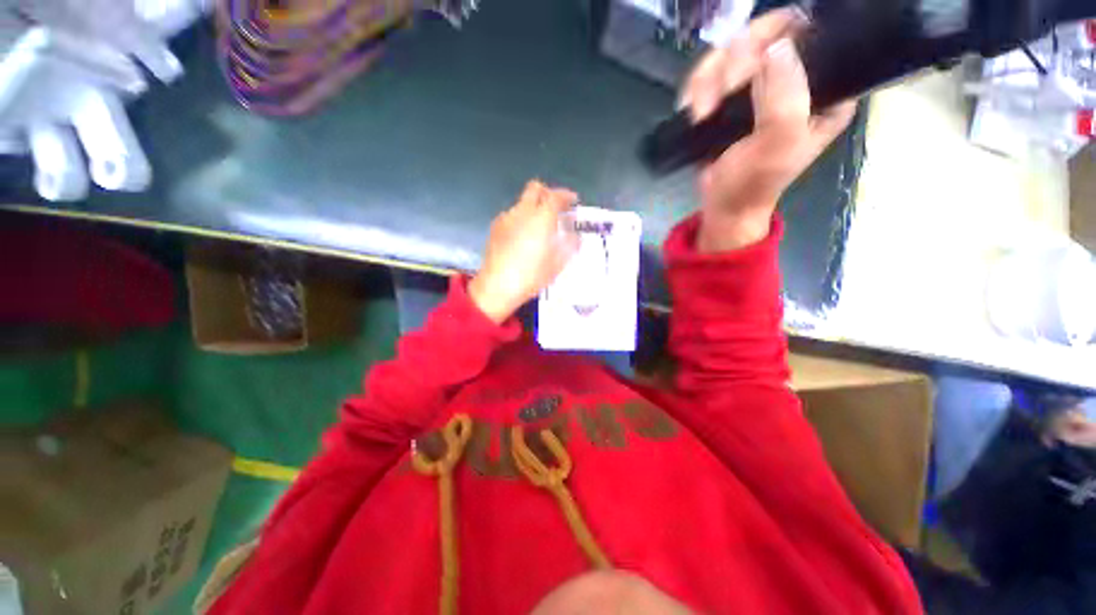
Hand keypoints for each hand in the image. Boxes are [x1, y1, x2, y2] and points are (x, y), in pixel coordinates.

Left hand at [469, 180, 579, 322]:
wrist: (497, 286)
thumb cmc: (531, 276)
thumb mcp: (557, 264)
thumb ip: (569, 245)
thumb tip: (575, 236)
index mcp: (541, 218)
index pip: (556, 196)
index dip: (566, 196)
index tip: (573, 201)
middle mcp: (523, 211)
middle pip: (535, 188)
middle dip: (548, 193)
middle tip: (555, 207)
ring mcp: (506, 218)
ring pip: (522, 202)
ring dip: (533, 208)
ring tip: (539, 227)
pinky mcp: (495, 227)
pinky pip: (511, 215)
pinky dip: (521, 219)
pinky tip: (523, 237)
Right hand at [679, 8, 856, 251]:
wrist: (724, 205)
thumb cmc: (753, 183)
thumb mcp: (778, 145)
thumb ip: (785, 97)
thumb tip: (776, 46)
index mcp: (825, 87)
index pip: (809, 33)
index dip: (776, 39)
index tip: (748, 74)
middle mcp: (795, 78)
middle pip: (763, 34)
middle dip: (733, 65)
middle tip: (720, 97)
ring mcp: (760, 85)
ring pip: (730, 50)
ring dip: (708, 83)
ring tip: (702, 114)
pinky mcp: (731, 97)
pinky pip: (711, 72)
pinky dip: (697, 90)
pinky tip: (696, 113)